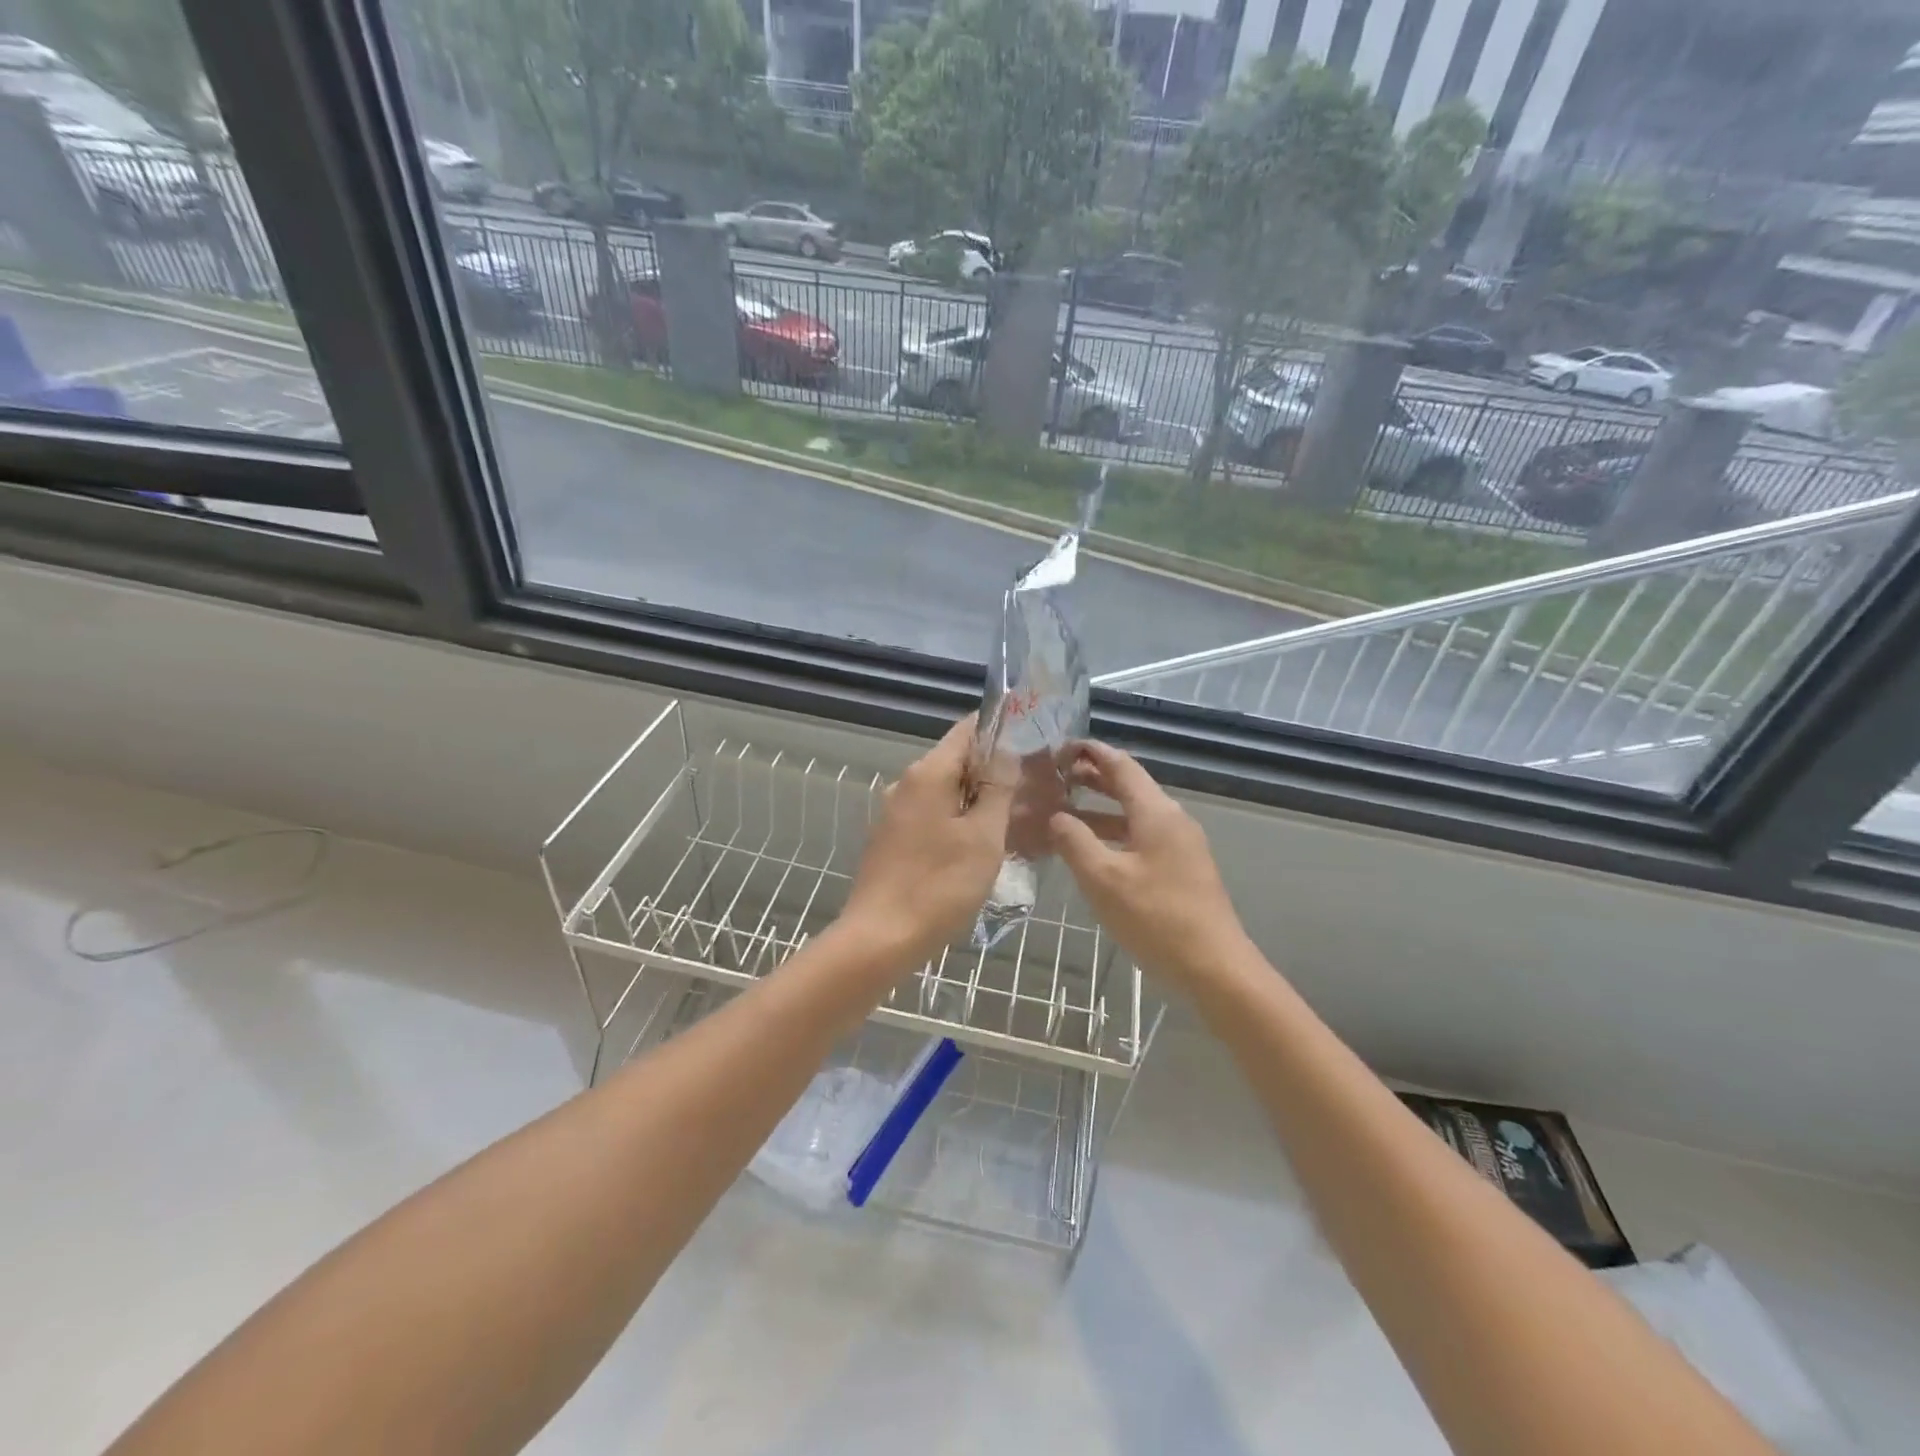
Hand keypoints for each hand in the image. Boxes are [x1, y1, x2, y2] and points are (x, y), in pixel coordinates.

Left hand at [839, 715, 1014, 970]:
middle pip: (956, 761)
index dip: (1000, 729)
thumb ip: (997, 789)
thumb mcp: (983, 837)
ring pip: (944, 792)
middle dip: (993, 769)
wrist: (880, 938)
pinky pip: (931, 816)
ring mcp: (894, 812)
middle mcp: (906, 783)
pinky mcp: (890, 838)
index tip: (1032, 740)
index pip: (968, 730)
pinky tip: (978, 845)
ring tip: (1013, 818)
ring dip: (976, 799)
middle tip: (1033, 787)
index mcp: (928, 774)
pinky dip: (956, 820)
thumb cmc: (939, 885)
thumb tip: (1006, 752)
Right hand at [1048, 740, 1249, 988]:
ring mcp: (1181, 845)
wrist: (1215, 967)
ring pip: (1135, 814)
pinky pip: (1142, 837)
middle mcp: (1172, 819)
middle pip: (1130, 787)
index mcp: (1156, 812)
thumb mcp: (1103, 879)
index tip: (1061, 748)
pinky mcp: (1182, 869)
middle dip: (1094, 778)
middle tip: (1057, 777)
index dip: (1091, 752)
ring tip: (1066, 811)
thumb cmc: (1156, 918)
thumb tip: (1056, 816)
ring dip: (1101, 809)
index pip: (1121, 765)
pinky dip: (1115, 833)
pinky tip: (1093, 850)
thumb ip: (1074, 841)